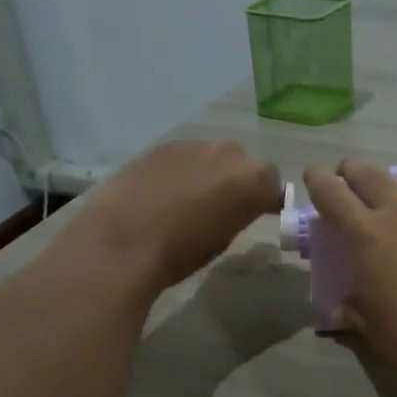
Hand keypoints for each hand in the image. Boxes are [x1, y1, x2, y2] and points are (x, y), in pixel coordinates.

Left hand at [75, 140, 282, 291]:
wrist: (123, 240)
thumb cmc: (181, 252)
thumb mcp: (224, 238)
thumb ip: (239, 213)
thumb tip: (237, 207)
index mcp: (253, 180)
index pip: (274, 186)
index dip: (267, 200)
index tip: (260, 214)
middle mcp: (229, 153)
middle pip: (245, 164)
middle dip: (239, 181)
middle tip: (224, 206)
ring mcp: (194, 144)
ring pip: (213, 156)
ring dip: (211, 172)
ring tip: (192, 198)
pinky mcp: (163, 145)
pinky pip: (185, 156)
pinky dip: (183, 169)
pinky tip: (165, 191)